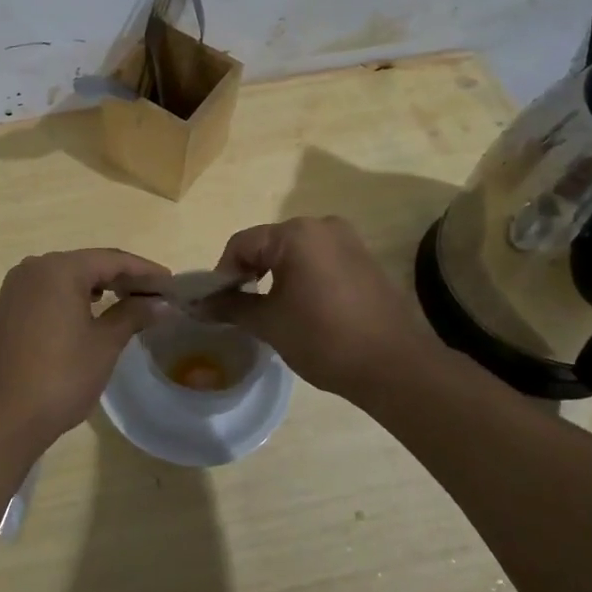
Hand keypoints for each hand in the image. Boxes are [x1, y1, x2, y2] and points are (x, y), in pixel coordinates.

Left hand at [0, 249, 165, 451]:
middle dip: (122, 278)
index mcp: (58, 269)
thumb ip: (133, 315)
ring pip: (66, 277)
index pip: (111, 260)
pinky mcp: (7, 309)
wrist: (0, 417)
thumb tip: (161, 303)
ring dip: (98, 287)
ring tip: (129, 303)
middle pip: (88, 264)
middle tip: (155, 295)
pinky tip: (91, 313)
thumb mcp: (104, 345)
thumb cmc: (60, 377)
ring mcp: (16, 288)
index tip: (172, 283)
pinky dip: (74, 298)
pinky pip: (48, 292)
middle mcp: (33, 268)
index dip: (145, 270)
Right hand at [203, 216, 462, 400]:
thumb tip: (196, 305)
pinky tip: (302, 307)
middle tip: (240, 307)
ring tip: (270, 309)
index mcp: (295, 234)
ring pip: (293, 252)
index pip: (241, 244)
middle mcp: (322, 225)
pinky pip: (319, 259)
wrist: (395, 366)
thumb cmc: (324, 338)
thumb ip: (230, 306)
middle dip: (249, 272)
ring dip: (275, 275)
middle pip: (267, 243)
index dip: (222, 274)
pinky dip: (301, 276)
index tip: (217, 304)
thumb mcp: (268, 323)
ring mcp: (348, 240)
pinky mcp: (363, 258)